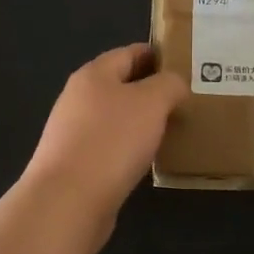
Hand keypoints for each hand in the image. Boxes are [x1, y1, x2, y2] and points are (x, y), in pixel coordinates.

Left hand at [22, 44, 186, 228]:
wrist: (68, 200)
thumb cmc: (112, 141)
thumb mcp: (152, 102)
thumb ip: (169, 85)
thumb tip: (174, 84)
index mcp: (93, 75)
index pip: (129, 53)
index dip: (157, 56)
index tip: (185, 65)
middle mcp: (78, 98)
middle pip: (120, 85)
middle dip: (151, 91)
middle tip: (185, 100)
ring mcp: (72, 132)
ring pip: (115, 117)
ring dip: (141, 121)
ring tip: (172, 130)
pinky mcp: (74, 164)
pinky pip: (109, 146)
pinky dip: (129, 147)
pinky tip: (146, 159)